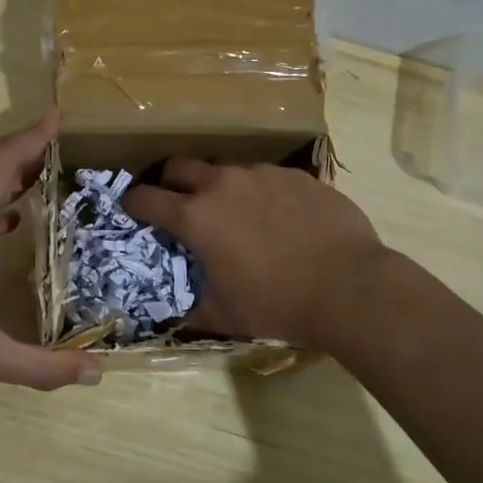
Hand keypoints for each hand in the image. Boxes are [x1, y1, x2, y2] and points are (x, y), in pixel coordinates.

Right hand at [123, 159, 390, 348]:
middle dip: (168, 181)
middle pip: (179, 166)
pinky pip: (263, 175)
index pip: (146, 198)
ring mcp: (261, 174)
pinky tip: (274, 215)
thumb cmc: (278, 304)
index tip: (132, 209)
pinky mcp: (295, 175)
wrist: (351, 288)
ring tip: (230, 209)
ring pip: (223, 167)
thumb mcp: (226, 316)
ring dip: (215, 184)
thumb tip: (173, 317)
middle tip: (175, 201)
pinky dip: (256, 191)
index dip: (132, 203)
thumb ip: (193, 309)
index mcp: (197, 217)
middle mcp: (223, 184)